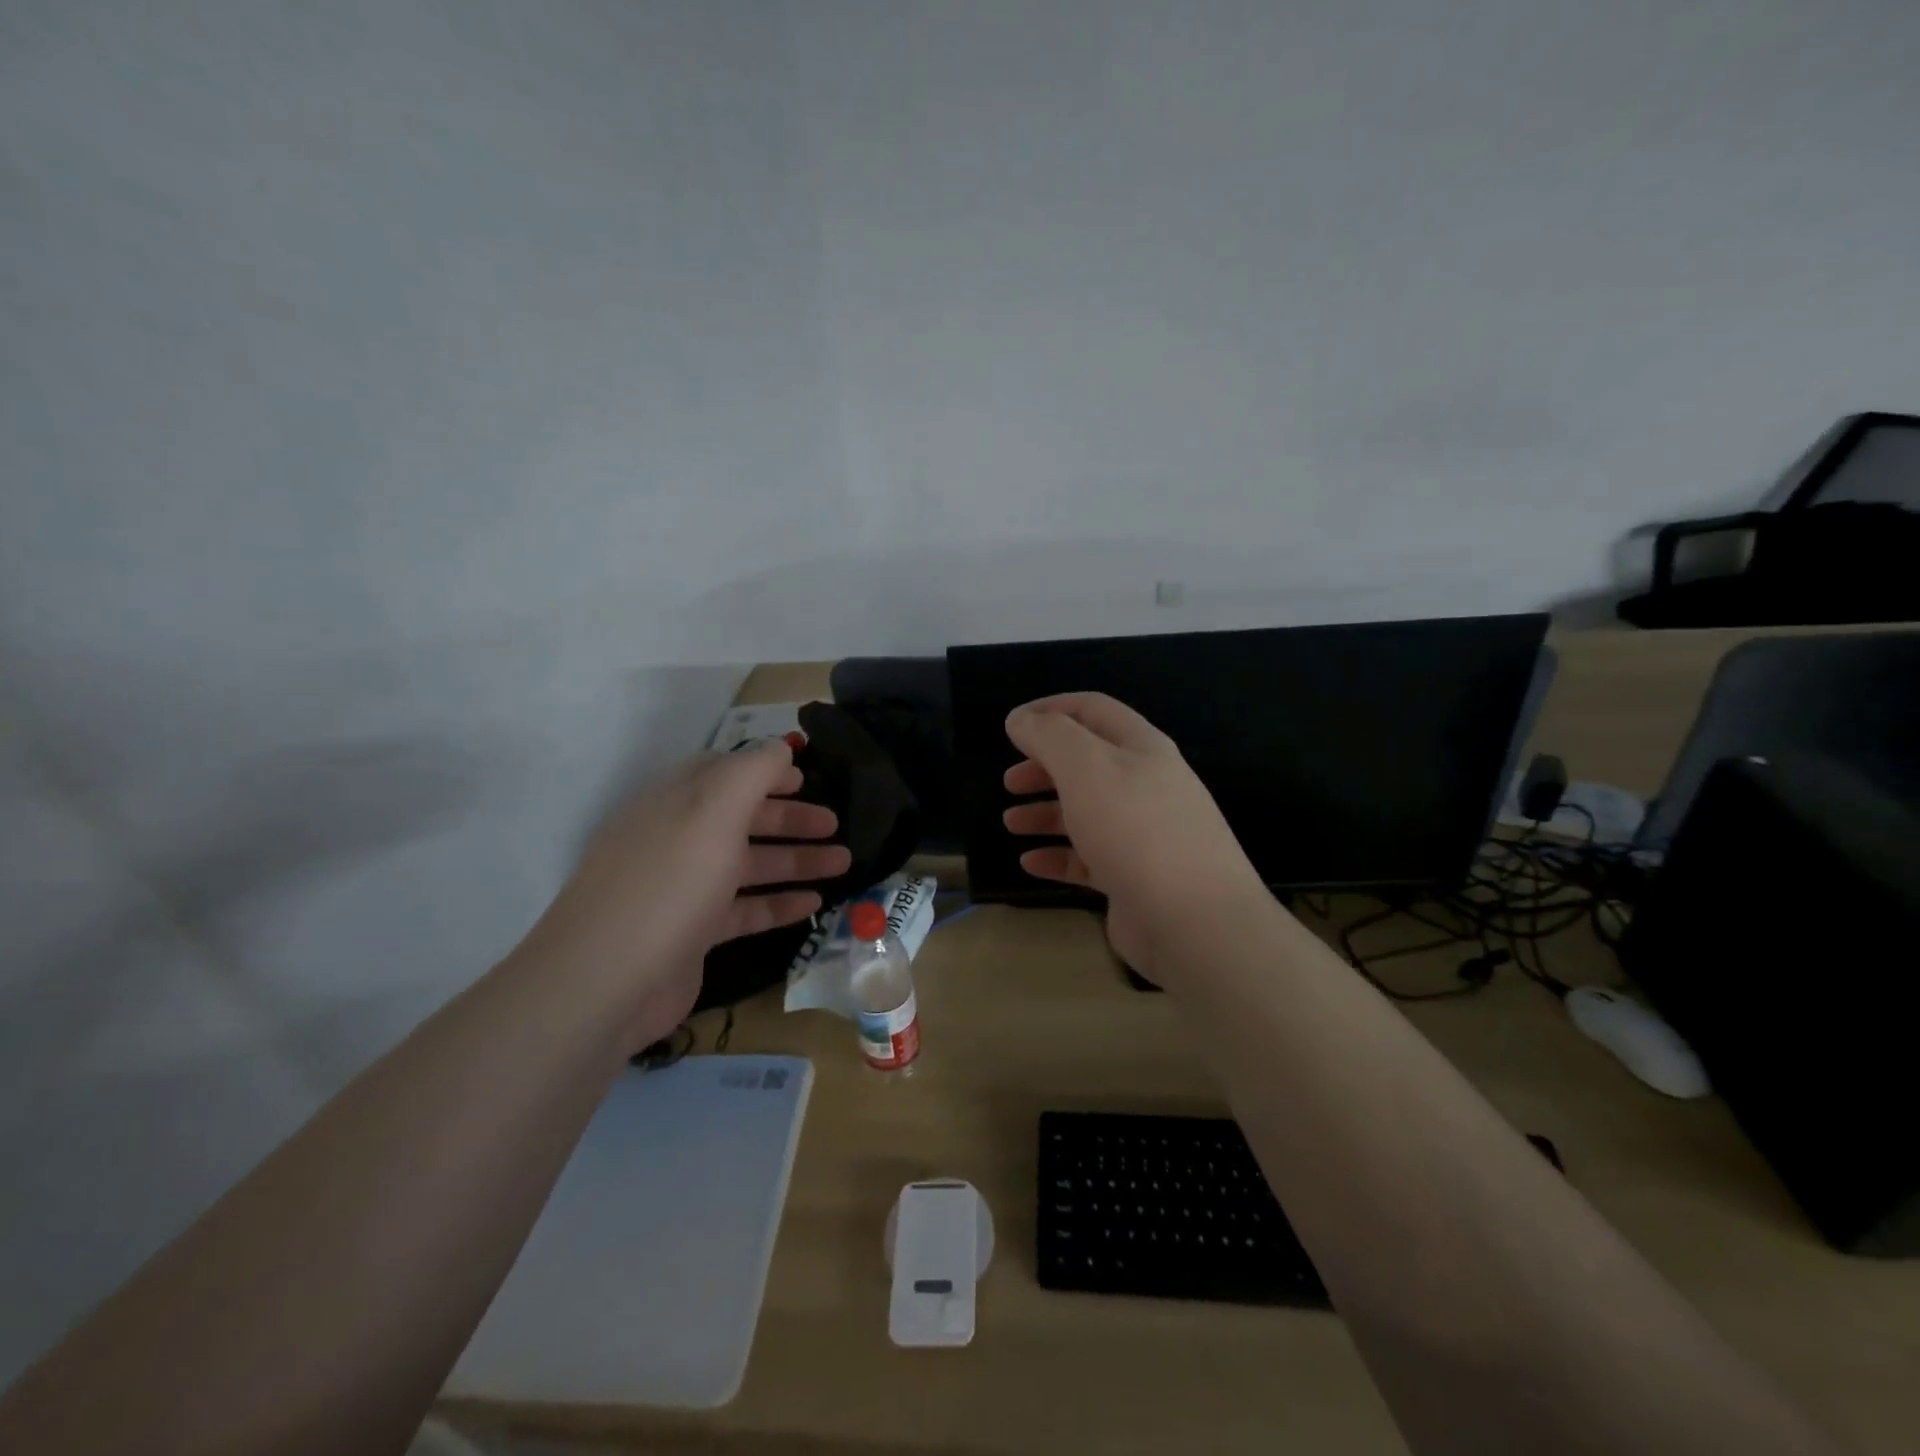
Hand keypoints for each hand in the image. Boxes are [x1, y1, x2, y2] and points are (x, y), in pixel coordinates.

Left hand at [520, 741, 849, 1047]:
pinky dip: (778, 904)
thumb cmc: (667, 884)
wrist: (606, 982)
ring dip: (795, 861)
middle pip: (741, 819)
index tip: (806, 779)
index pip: (722, 773)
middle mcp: (676, 840)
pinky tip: (814, 904)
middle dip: (790, 819)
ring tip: (843, 863)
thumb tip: (780, 748)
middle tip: (835, 824)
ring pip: (748, 865)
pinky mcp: (691, 934)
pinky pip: (744, 910)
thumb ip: (752, 771)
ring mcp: (682, 890)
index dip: (765, 772)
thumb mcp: (713, 810)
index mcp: (673, 802)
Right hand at [1001, 693, 1267, 984]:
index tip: (1013, 725)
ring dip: (1045, 813)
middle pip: (1087, 764)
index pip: (1093, 711)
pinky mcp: (1134, 878)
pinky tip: (1030, 862)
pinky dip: (1058, 856)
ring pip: (1086, 812)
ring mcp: (1142, 835)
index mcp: (1141, 748)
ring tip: (1011, 823)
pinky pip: (1088, 859)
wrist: (1193, 920)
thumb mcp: (1086, 768)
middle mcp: (1145, 786)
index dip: (1051, 709)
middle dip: (1044, 767)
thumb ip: (1049, 736)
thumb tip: (1021, 718)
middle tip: (1009, 782)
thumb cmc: (1135, 829)